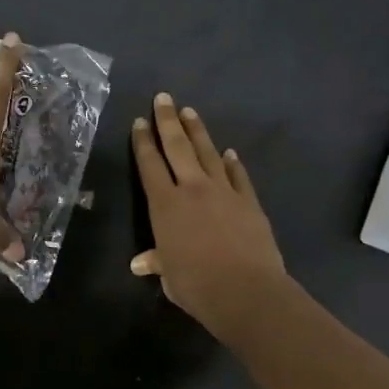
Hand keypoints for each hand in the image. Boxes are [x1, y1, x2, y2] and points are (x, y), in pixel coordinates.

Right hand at [130, 93, 288, 340]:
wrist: (246, 291)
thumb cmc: (197, 285)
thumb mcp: (170, 276)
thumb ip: (157, 262)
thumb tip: (141, 264)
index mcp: (165, 205)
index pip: (150, 165)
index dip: (143, 143)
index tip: (139, 122)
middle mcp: (193, 189)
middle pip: (178, 147)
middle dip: (168, 121)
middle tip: (164, 97)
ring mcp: (224, 191)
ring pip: (208, 153)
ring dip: (198, 131)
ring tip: (190, 112)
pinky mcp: (249, 201)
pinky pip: (238, 175)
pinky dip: (232, 162)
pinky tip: (228, 152)